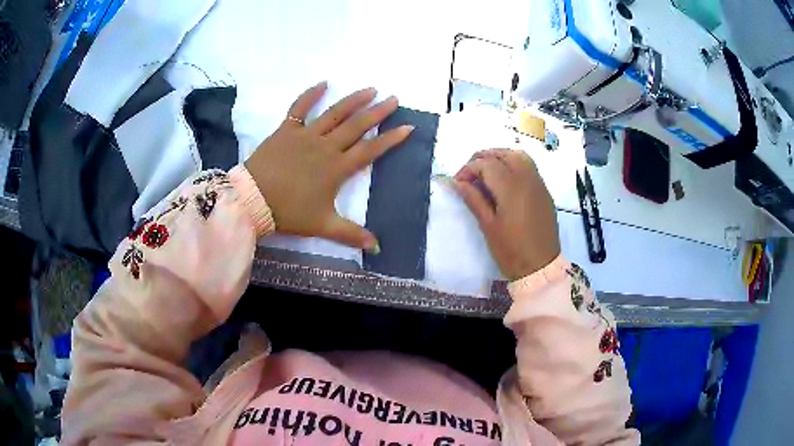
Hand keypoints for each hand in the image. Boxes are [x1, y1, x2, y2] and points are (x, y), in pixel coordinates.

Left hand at [245, 82, 412, 250]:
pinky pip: (299, 108)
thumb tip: (377, 247)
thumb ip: (351, 234)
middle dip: (378, 112)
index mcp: (337, 168)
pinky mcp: (286, 130)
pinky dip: (310, 95)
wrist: (253, 200)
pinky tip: (323, 83)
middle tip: (394, 99)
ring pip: (334, 113)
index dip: (391, 139)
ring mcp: (305, 135)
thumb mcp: (322, 225)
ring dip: (354, 100)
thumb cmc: (288, 212)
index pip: (370, 150)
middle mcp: (325, 147)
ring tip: (370, 89)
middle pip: (357, 126)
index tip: (408, 127)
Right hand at [453, 149, 559, 280]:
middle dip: (483, 158)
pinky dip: (514, 164)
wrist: (541, 267)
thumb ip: (473, 199)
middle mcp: (526, 178)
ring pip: (519, 156)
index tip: (458, 182)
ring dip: (500, 157)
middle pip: (503, 154)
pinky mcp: (544, 191)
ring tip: (487, 172)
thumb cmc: (511, 250)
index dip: (468, 169)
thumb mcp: (488, 226)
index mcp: (510, 187)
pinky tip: (505, 180)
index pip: (485, 164)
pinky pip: (529, 167)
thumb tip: (457, 182)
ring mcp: (538, 183)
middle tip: (470, 174)